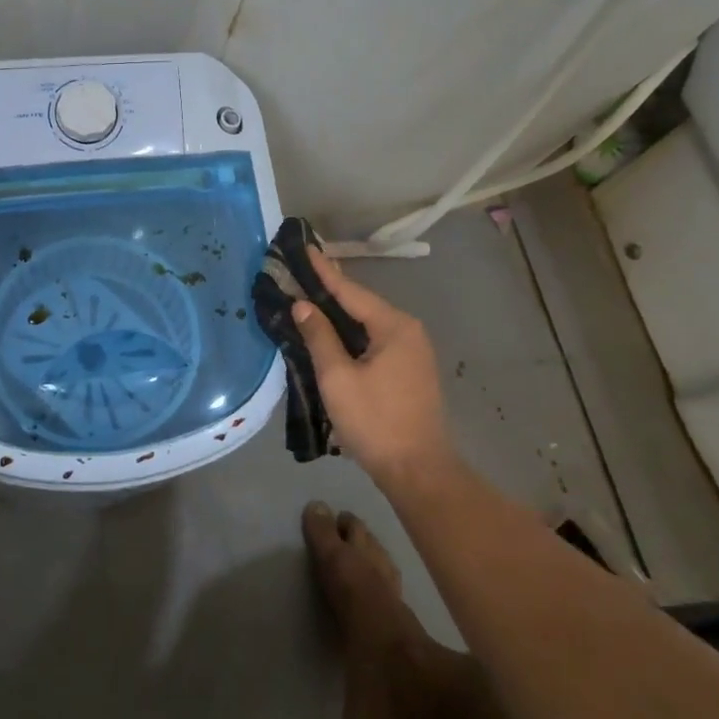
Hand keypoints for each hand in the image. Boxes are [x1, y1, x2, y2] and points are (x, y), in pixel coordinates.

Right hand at [291, 248, 456, 485]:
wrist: (417, 470)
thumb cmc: (375, 421)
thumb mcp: (338, 378)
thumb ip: (319, 337)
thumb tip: (303, 304)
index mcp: (394, 326)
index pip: (351, 291)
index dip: (324, 271)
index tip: (305, 248)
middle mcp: (408, 331)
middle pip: (362, 304)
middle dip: (331, 290)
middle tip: (300, 272)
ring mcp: (413, 351)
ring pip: (368, 323)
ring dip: (340, 313)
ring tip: (309, 296)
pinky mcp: (410, 370)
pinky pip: (375, 340)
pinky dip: (352, 333)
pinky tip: (332, 333)